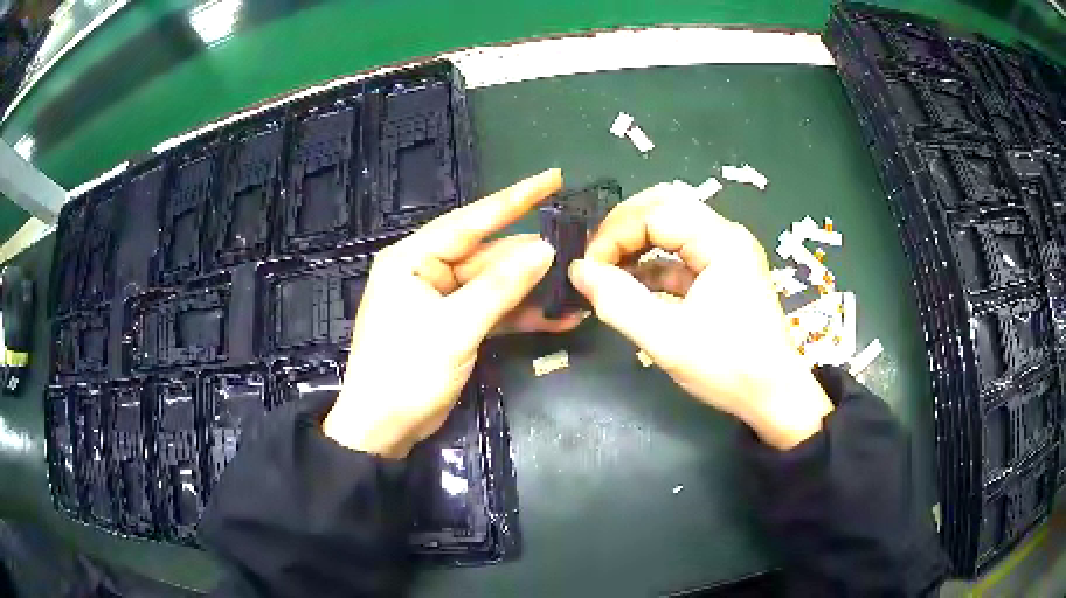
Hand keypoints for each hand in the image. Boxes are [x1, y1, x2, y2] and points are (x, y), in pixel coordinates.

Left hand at [324, 169, 580, 457]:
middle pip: (488, 255)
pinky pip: (491, 311)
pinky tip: (558, 318)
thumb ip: (500, 287)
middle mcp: (427, 271)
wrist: (382, 429)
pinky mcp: (453, 326)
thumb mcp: (454, 328)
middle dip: (533, 257)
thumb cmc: (406, 373)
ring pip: (495, 285)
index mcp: (414, 258)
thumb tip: (544, 250)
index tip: (553, 177)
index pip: (472, 220)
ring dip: (533, 291)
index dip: (516, 198)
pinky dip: (520, 315)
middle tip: (580, 249)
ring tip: (578, 289)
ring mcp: (442, 300)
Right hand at [569, 183, 833, 449]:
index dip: (615, 234)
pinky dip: (652, 264)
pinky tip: (630, 285)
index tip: (588, 268)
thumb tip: (578, 270)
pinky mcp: (723, 274)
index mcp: (721, 242)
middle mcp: (726, 237)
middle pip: (666, 206)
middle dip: (624, 226)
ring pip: (672, 227)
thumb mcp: (667, 340)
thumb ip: (618, 302)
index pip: (655, 213)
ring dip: (637, 243)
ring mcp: (727, 254)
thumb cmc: (728, 368)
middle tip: (596, 256)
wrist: (774, 397)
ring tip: (606, 270)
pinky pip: (681, 255)